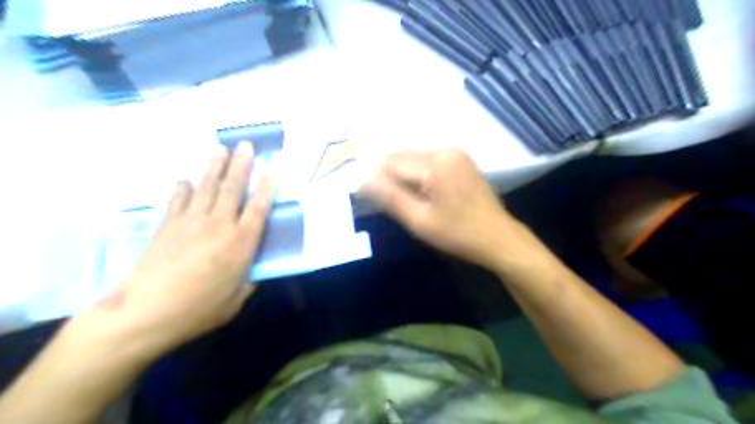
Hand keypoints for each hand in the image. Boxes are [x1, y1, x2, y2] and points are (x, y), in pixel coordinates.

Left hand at [107, 140, 276, 351]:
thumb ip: (248, 281)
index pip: (258, 207)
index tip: (274, 166)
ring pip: (206, 188)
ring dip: (214, 167)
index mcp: (241, 243)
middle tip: (246, 145)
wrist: (144, 313)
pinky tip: (185, 179)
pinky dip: (182, 188)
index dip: (268, 185)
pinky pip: (178, 201)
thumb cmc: (198, 310)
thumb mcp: (235, 300)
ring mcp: (190, 222)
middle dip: (241, 164)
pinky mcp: (167, 226)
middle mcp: (219, 225)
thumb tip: (253, 272)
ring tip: (220, 148)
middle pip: (232, 188)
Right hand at [362, 149, 525, 267]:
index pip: (391, 162)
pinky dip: (418, 172)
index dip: (375, 177)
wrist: (499, 238)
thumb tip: (362, 179)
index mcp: (434, 164)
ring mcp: (455, 153)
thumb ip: (390, 197)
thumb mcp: (419, 220)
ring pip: (415, 158)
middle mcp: (444, 150)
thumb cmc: (457, 234)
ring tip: (402, 197)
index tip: (365, 193)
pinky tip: (420, 191)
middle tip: (384, 199)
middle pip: (403, 156)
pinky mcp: (461, 159)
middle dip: (389, 175)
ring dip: (403, 174)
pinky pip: (429, 160)